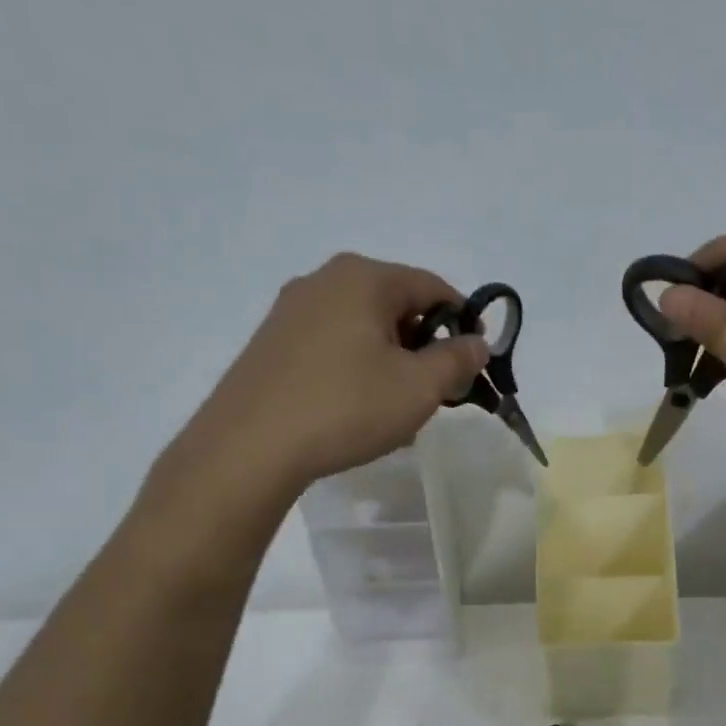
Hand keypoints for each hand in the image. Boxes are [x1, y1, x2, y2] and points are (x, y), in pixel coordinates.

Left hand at [154, 253, 487, 528]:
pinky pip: (332, 344)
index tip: (473, 363)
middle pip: (396, 304)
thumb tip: (477, 342)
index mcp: (364, 278)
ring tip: (394, 406)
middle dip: (424, 345)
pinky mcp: (271, 342)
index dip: (463, 323)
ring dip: (391, 360)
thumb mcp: (419, 387)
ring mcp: (291, 310)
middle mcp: (324, 280)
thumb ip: (457, 359)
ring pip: (363, 327)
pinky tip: (354, 408)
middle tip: (436, 391)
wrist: (249, 447)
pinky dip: (356, 367)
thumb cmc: (346, 407)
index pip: (434, 287)